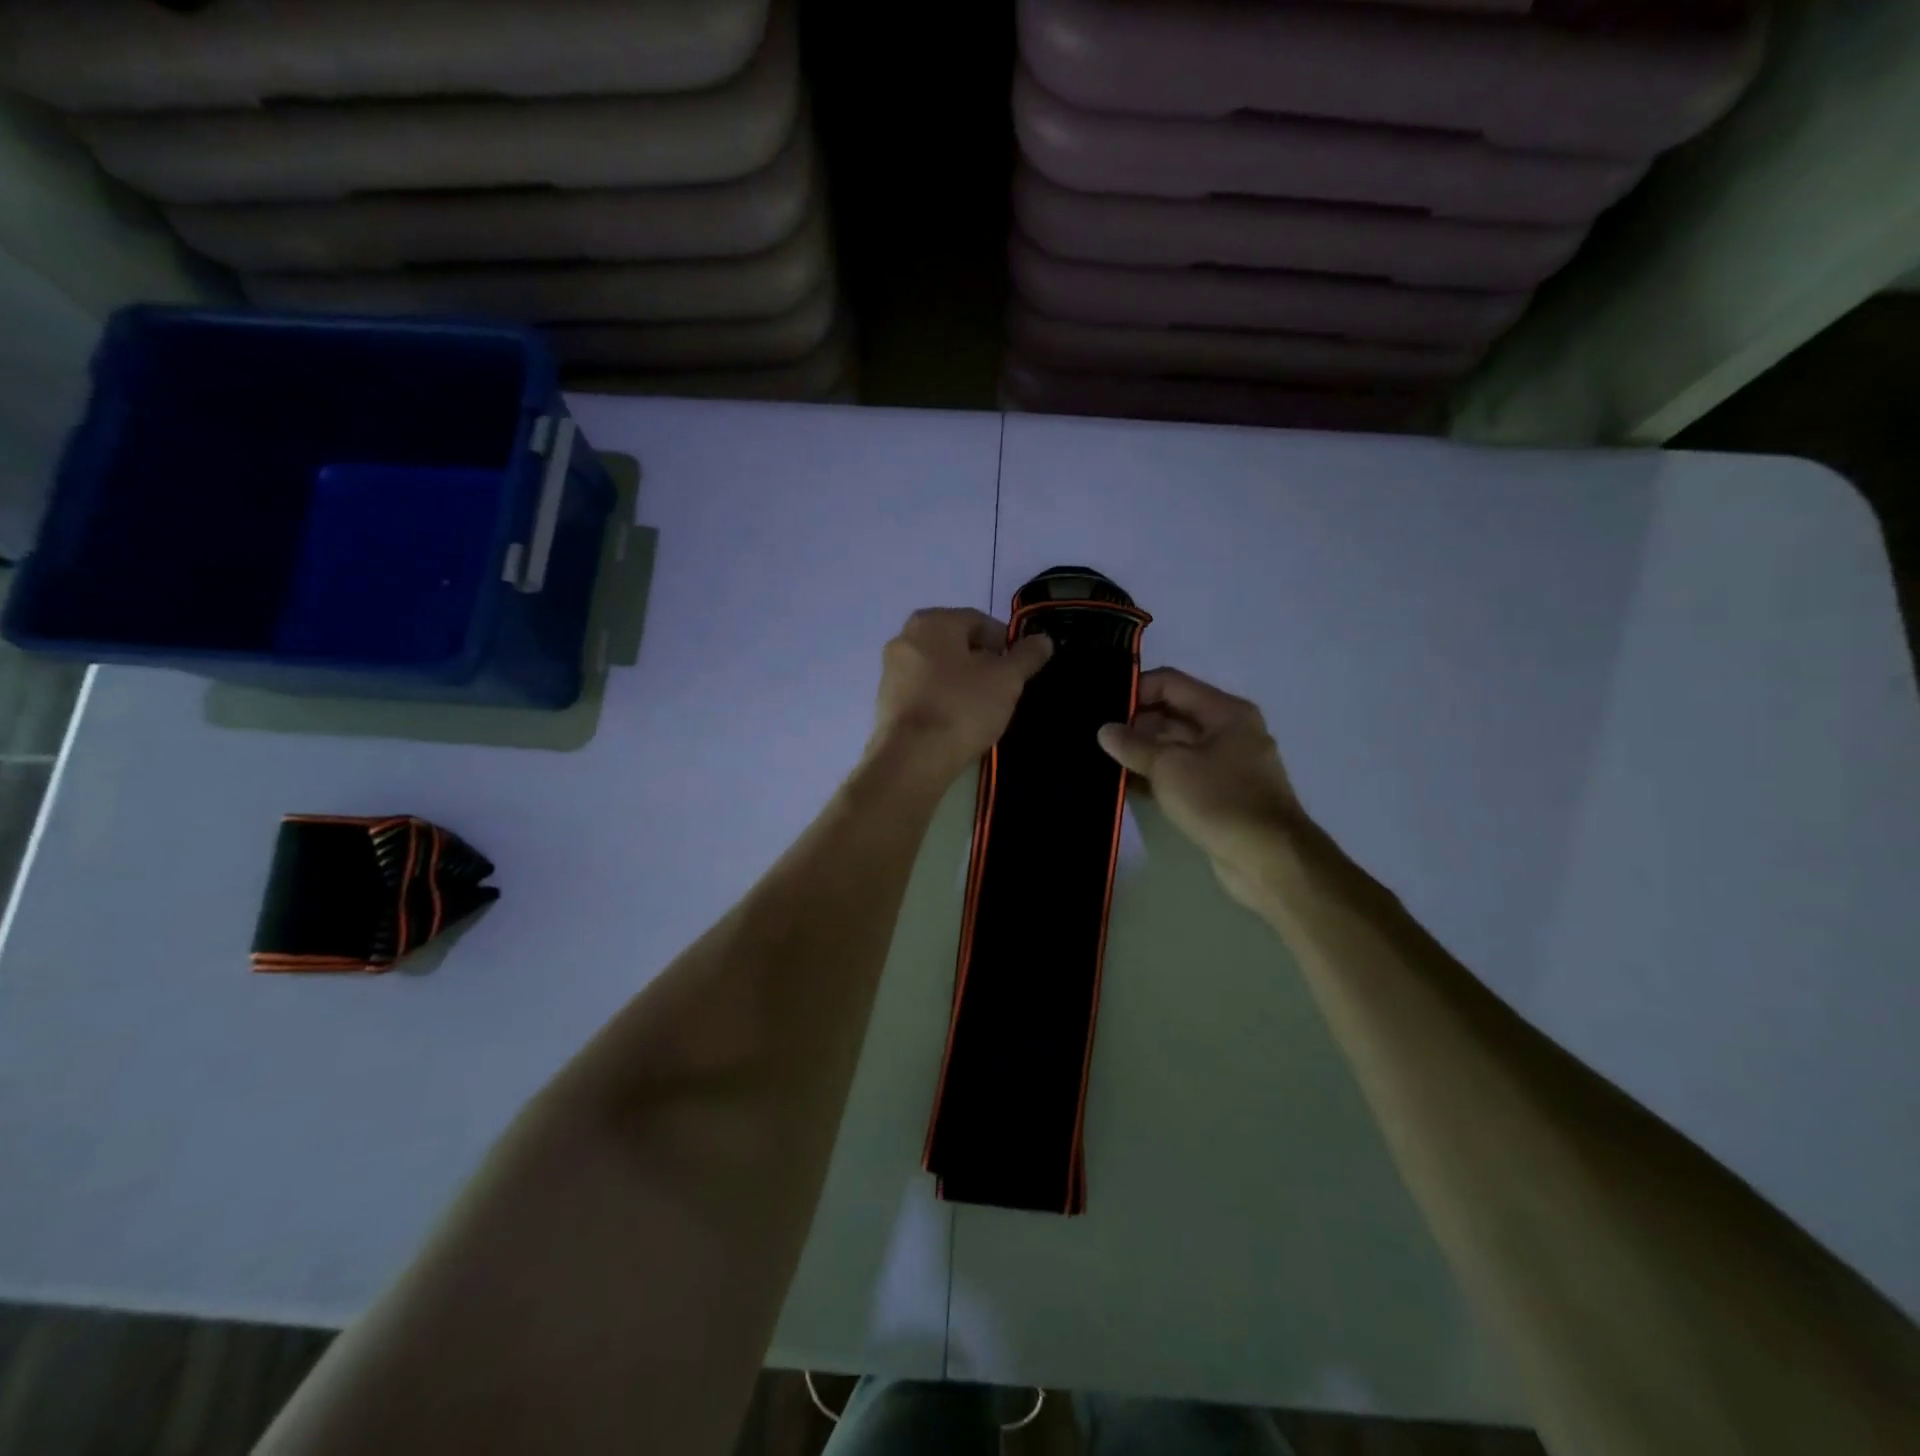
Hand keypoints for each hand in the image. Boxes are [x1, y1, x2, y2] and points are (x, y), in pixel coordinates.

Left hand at [870, 608, 1052, 784]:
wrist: (912, 758)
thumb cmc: (961, 707)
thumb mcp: (1006, 680)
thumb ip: (1026, 656)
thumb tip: (1043, 640)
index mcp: (932, 621)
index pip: (979, 621)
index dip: (1006, 642)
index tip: (1020, 667)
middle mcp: (905, 637)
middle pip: (956, 644)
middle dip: (983, 662)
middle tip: (1004, 687)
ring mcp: (890, 670)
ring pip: (938, 668)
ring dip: (962, 681)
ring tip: (983, 707)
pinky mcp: (885, 700)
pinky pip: (923, 690)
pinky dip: (942, 698)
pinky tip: (957, 720)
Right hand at [1098, 668, 1305, 905]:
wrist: (1268, 859)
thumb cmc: (1220, 800)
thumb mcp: (1169, 767)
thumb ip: (1133, 745)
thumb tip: (1105, 730)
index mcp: (1225, 712)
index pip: (1171, 684)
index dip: (1135, 690)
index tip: (1102, 707)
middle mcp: (1229, 731)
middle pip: (1172, 715)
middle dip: (1135, 724)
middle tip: (1095, 737)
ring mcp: (1226, 765)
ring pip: (1175, 748)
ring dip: (1141, 753)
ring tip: (1101, 760)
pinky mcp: (1220, 795)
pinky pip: (1181, 775)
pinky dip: (1155, 777)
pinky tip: (1123, 786)